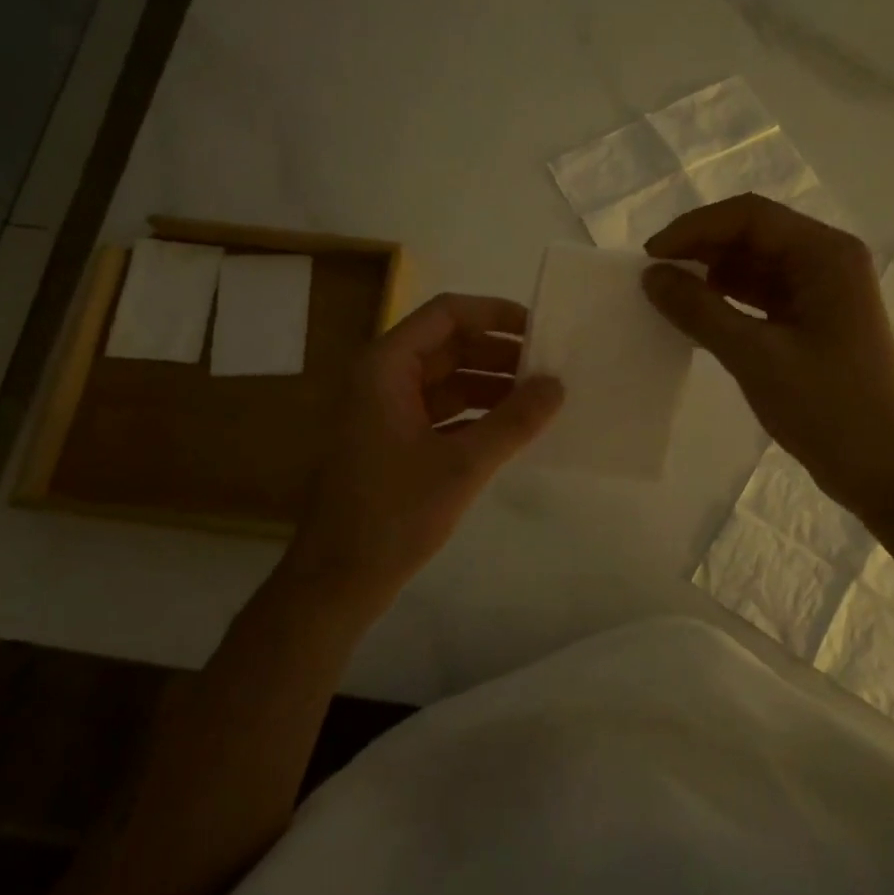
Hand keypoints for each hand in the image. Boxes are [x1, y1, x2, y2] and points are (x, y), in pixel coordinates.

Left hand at [286, 293, 562, 606]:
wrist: (336, 581)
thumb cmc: (393, 515)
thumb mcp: (462, 464)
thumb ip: (514, 421)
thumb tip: (557, 384)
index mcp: (387, 366)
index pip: (447, 313)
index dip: (494, 314)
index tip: (539, 330)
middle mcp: (383, 377)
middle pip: (448, 344)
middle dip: (498, 353)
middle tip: (549, 368)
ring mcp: (385, 410)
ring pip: (446, 379)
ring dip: (490, 384)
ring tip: (540, 399)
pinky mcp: (392, 440)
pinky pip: (441, 410)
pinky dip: (475, 412)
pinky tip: (511, 429)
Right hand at [642, 193, 893, 516]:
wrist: (883, 469)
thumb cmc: (827, 407)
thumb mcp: (755, 356)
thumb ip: (699, 310)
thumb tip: (651, 276)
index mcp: (825, 254)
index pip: (750, 216)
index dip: (694, 228)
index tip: (651, 257)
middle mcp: (827, 260)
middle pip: (753, 234)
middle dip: (700, 248)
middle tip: (653, 275)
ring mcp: (822, 290)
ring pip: (754, 264)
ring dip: (710, 273)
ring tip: (667, 294)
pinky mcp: (813, 319)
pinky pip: (761, 294)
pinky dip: (727, 298)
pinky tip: (696, 314)